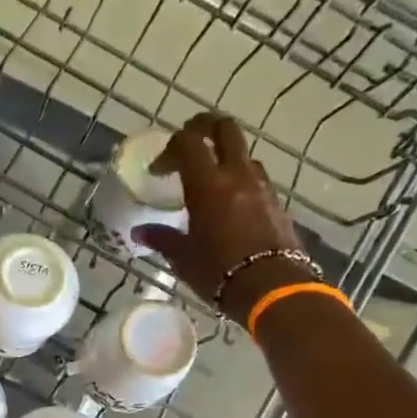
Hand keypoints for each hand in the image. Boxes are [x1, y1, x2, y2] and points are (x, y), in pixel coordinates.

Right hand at [131, 113, 316, 323]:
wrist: (272, 289)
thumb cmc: (219, 272)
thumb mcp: (183, 257)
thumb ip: (161, 238)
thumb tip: (139, 232)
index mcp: (208, 184)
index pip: (188, 142)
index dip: (170, 149)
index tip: (159, 171)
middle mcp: (237, 175)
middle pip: (225, 128)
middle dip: (204, 128)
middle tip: (188, 145)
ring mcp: (262, 186)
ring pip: (243, 153)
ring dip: (225, 157)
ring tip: (210, 181)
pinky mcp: (277, 202)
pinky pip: (256, 178)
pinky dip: (240, 180)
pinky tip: (230, 205)